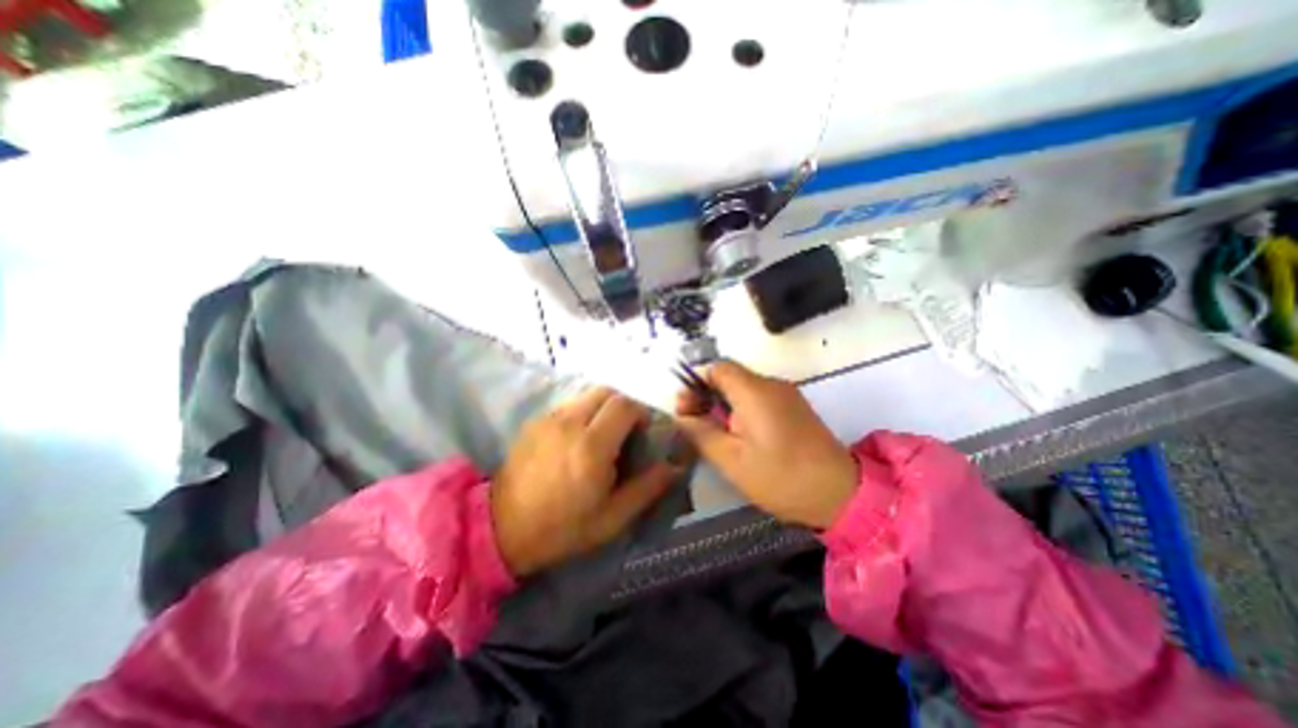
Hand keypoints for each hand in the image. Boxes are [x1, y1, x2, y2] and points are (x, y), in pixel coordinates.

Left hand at [493, 387, 683, 580]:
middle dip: (624, 405)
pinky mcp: (536, 422)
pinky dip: (583, 412)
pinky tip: (578, 438)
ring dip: (603, 407)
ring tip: (603, 434)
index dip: (641, 412)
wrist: (501, 529)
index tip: (643, 432)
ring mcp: (549, 419)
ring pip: (587, 395)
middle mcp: (570, 424)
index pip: (625, 405)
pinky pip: (569, 405)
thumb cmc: (561, 528)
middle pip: (607, 392)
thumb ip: (647, 488)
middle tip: (626, 431)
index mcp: (592, 447)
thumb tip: (675, 467)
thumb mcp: (612, 518)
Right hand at [674, 362, 858, 528]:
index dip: (696, 382)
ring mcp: (786, 394)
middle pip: (729, 376)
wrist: (840, 494)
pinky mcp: (794, 407)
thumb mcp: (730, 459)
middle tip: (696, 425)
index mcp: (754, 391)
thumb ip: (700, 432)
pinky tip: (740, 437)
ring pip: (743, 388)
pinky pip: (759, 398)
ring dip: (723, 404)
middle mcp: (771, 384)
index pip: (717, 367)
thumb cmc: (780, 477)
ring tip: (716, 434)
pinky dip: (742, 410)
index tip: (686, 409)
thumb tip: (681, 415)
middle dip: (707, 395)